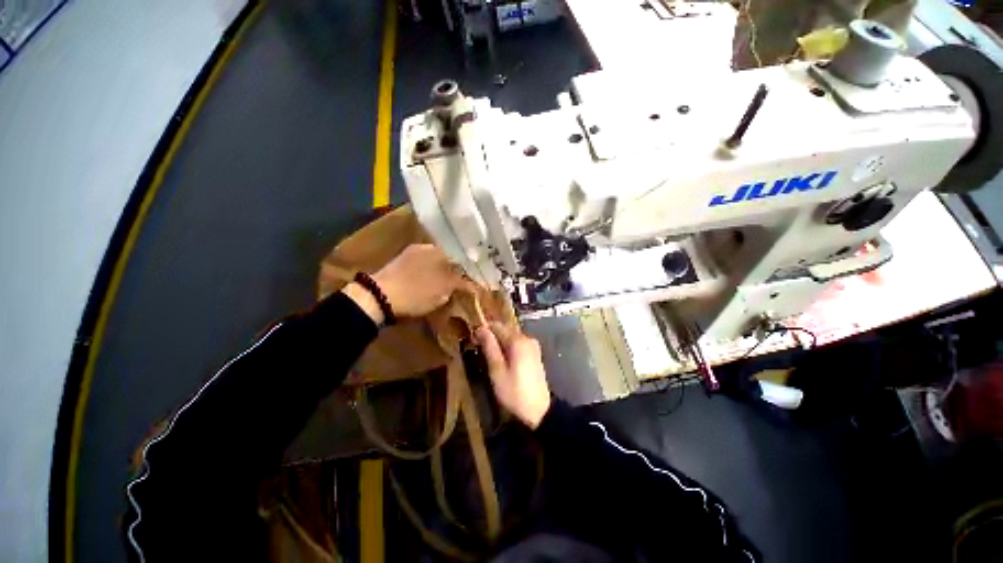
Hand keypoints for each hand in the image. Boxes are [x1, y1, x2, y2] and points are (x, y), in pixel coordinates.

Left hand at [377, 243, 464, 313]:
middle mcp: (427, 247)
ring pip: (433, 262)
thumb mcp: (444, 290)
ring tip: (442, 287)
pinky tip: (426, 285)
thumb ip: (461, 284)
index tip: (469, 284)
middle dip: (452, 271)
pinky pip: (420, 266)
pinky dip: (426, 275)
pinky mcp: (399, 262)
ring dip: (439, 273)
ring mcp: (411, 253)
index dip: (466, 273)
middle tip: (456, 286)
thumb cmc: (417, 292)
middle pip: (446, 260)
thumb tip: (474, 284)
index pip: (460, 260)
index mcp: (440, 250)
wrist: (380, 296)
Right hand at [476, 323, 551, 428]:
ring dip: (499, 342)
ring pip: (511, 336)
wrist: (539, 410)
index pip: (497, 326)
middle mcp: (527, 338)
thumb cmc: (514, 392)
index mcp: (518, 341)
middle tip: (478, 348)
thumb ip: (489, 347)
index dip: (483, 329)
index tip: (472, 339)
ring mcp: (532, 345)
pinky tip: (501, 359)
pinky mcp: (534, 353)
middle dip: (491, 335)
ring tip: (487, 355)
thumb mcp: (497, 371)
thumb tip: (481, 329)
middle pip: (505, 329)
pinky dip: (507, 347)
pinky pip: (517, 343)